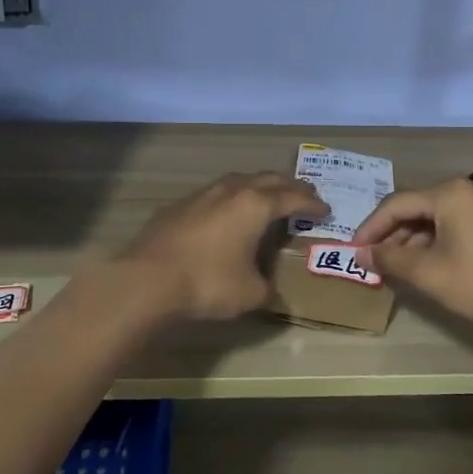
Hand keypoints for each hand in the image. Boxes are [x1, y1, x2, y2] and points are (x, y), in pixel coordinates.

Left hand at [119, 172, 327, 321]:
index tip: (325, 209)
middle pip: (268, 179)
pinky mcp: (178, 206)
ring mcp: (202, 195)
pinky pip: (214, 194)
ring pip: (238, 181)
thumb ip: (267, 288)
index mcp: (256, 206)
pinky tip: (226, 213)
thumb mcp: (249, 293)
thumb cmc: (208, 283)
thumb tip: (269, 289)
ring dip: (258, 186)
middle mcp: (231, 191)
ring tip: (267, 196)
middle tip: (303, 195)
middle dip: (289, 187)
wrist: (147, 279)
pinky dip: (230, 199)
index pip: (292, 199)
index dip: (311, 204)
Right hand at [351, 178, 472, 333]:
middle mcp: (468, 190)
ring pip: (436, 219)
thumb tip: (362, 254)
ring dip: (412, 241)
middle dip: (391, 235)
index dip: (371, 228)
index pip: (396, 205)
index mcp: (450, 193)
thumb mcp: (429, 273)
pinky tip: (424, 266)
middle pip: (417, 208)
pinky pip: (455, 226)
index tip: (354, 251)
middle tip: (372, 261)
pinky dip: (435, 243)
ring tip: (394, 268)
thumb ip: (390, 259)